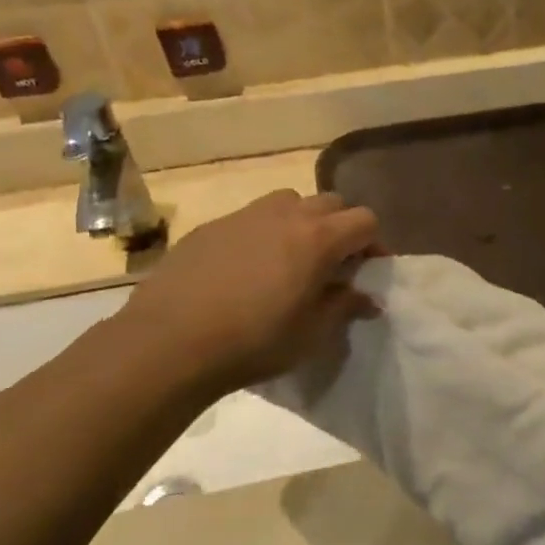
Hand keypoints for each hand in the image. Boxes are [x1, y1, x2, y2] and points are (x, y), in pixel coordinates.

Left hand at [121, 191, 380, 390]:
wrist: (170, 342)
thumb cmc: (255, 341)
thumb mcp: (312, 333)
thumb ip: (345, 307)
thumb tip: (369, 298)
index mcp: (319, 239)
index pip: (365, 220)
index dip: (374, 244)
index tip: (367, 271)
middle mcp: (286, 214)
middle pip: (330, 202)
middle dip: (341, 227)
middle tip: (334, 264)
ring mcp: (245, 216)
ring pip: (289, 201)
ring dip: (302, 222)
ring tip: (291, 259)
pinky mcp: (211, 226)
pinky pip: (251, 218)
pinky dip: (263, 233)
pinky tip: (247, 270)